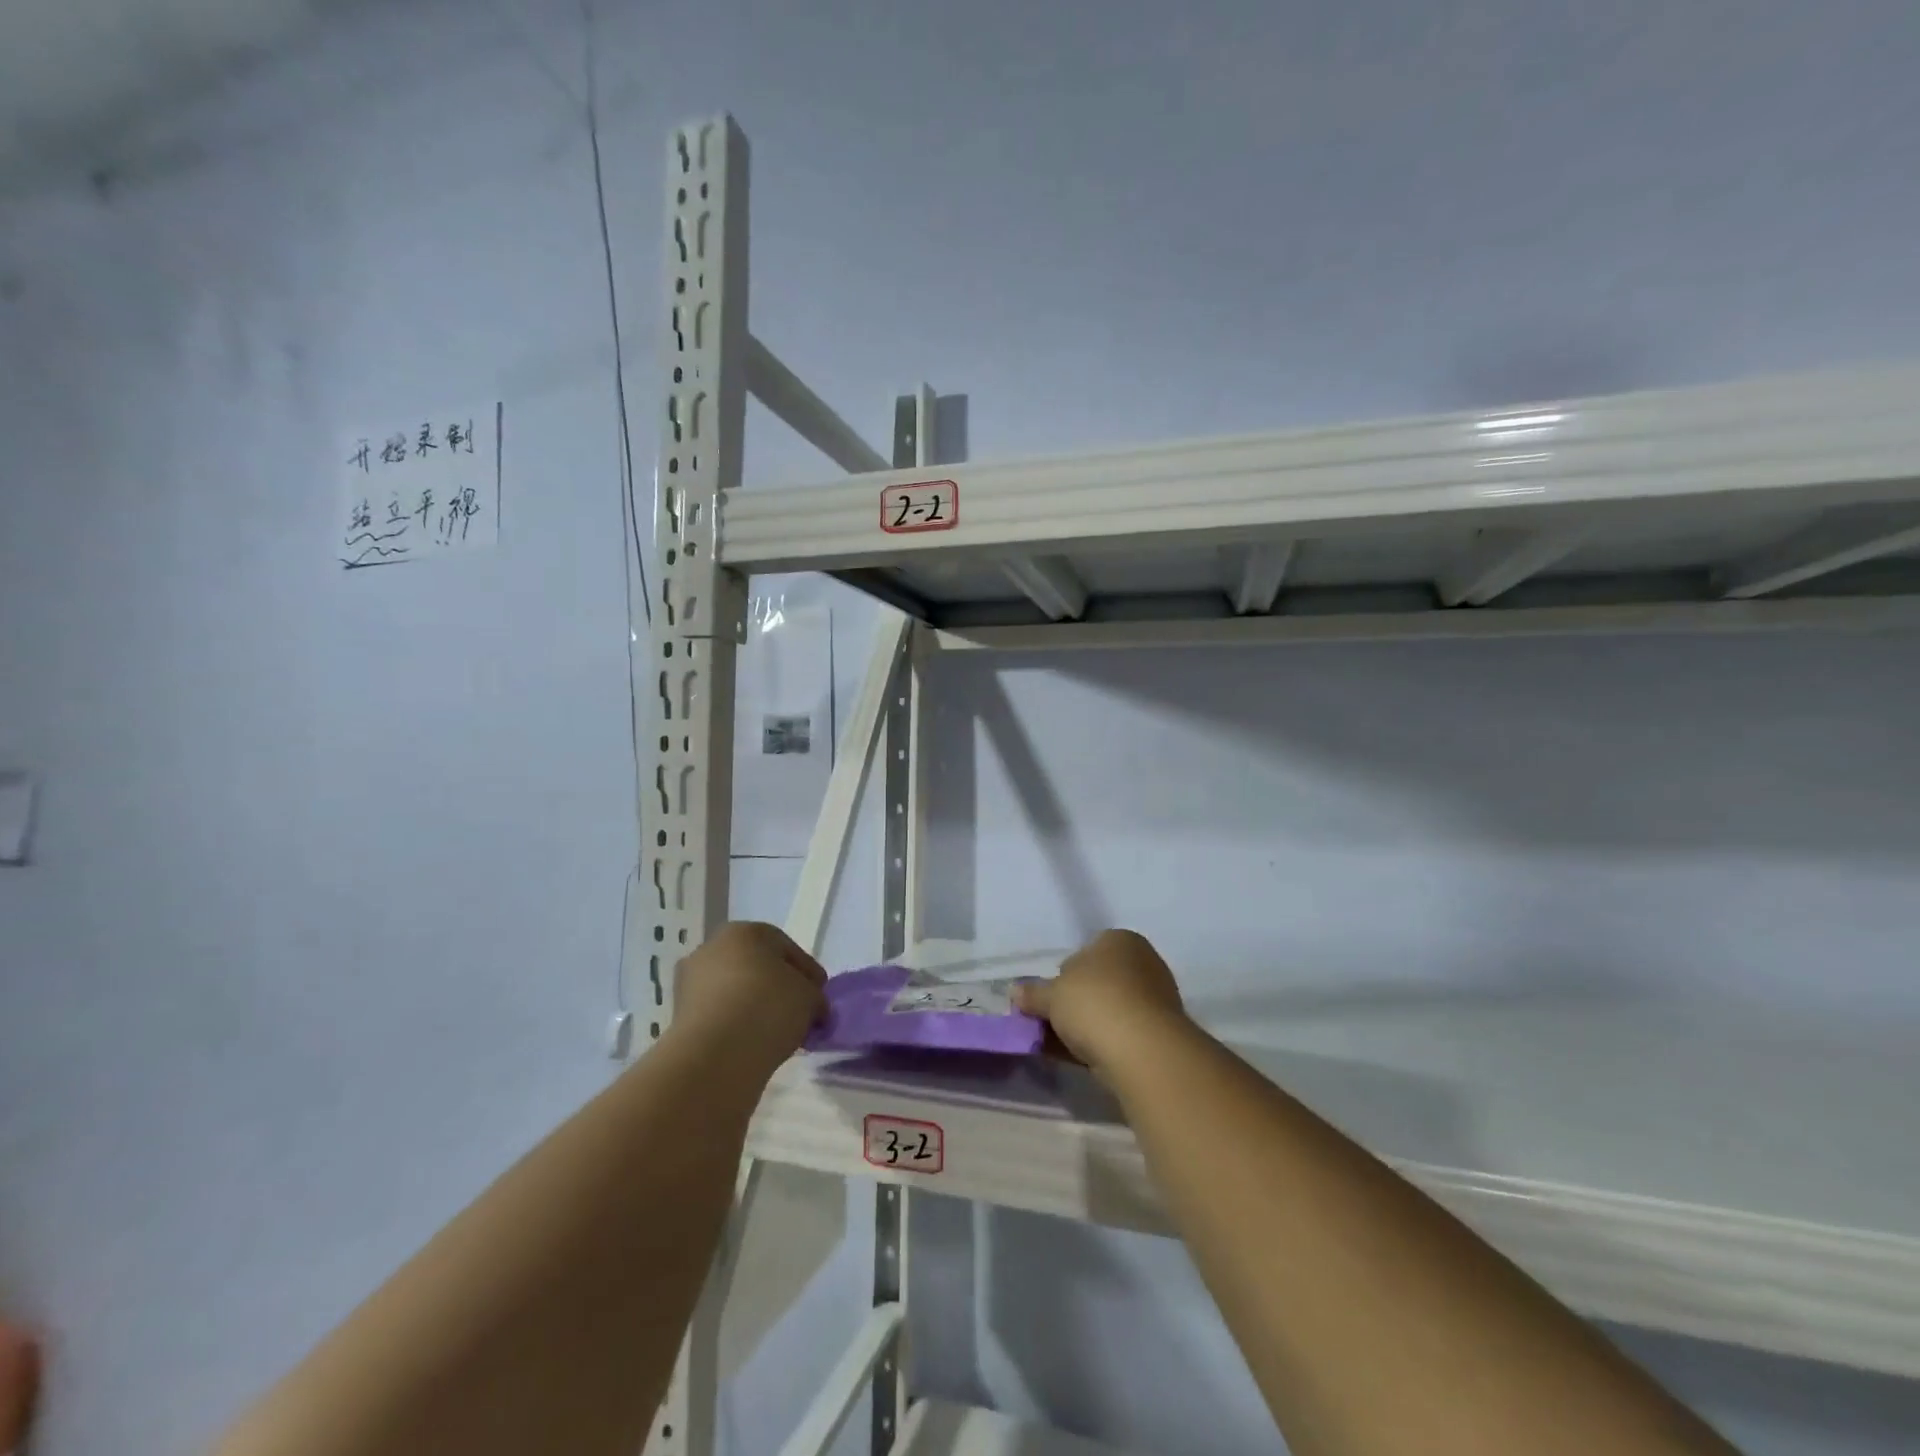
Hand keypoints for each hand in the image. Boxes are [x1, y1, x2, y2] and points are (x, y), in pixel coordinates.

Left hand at [670, 922, 827, 1071]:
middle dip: (778, 987)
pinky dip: (736, 1024)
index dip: (807, 972)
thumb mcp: (810, 996)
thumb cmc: (768, 1007)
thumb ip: (813, 994)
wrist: (715, 1055)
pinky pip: (719, 1014)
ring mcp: (690, 982)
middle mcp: (712, 947)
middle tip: (799, 1012)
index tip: (820, 995)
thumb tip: (811, 1005)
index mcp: (744, 931)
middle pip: (756, 966)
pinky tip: (753, 1042)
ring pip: (734, 991)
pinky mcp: (679, 1016)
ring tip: (777, 1032)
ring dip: (754, 1006)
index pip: (785, 947)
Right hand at [1013, 929, 1187, 1078]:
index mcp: (1120, 940)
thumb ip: (1033, 993)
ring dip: (1083, 1026)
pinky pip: (1119, 1034)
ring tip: (1057, 1046)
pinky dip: (1098, 1043)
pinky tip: (1076, 1058)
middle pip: (1096, 983)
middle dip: (1073, 1002)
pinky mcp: (1158, 1034)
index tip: (1047, 998)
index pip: (1085, 952)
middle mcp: (1142, 963)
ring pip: (1107, 1011)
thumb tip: (1015, 991)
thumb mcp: (1052, 995)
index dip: (1062, 975)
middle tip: (1048, 1023)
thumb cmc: (1094, 1002)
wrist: (1143, 1050)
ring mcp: (1154, 1000)